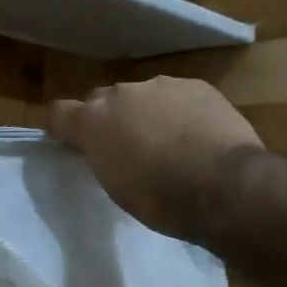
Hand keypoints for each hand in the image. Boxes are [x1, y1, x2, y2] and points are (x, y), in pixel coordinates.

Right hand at [49, 77, 265, 243]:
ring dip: (147, 113)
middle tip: (125, 147)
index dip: (64, 127)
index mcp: (94, 121)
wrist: (226, 187)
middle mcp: (121, 94)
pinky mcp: (197, 86)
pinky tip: (196, 134)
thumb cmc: (162, 200)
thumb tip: (105, 149)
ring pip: (144, 96)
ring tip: (168, 142)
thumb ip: (103, 157)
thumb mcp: (116, 187)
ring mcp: (161, 86)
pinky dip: (180, 111)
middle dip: (110, 119)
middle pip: (104, 100)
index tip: (71, 142)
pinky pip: (178, 96)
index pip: (60, 113)